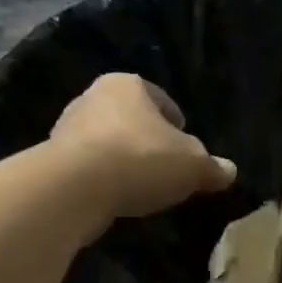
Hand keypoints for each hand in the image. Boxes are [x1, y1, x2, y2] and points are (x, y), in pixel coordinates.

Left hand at [49, 74, 234, 228]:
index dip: (176, 122)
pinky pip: (89, 167)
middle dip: (147, 139)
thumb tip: (229, 171)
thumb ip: (212, 167)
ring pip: (107, 142)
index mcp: (127, 85)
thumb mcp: (193, 166)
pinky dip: (104, 179)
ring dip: (123, 160)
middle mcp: (92, 98)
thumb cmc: (141, 159)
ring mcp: (66, 128)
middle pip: (130, 119)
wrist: (74, 189)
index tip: (186, 143)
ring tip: (143, 186)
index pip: (159, 98)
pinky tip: (118, 197)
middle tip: (166, 165)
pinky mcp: (51, 161)